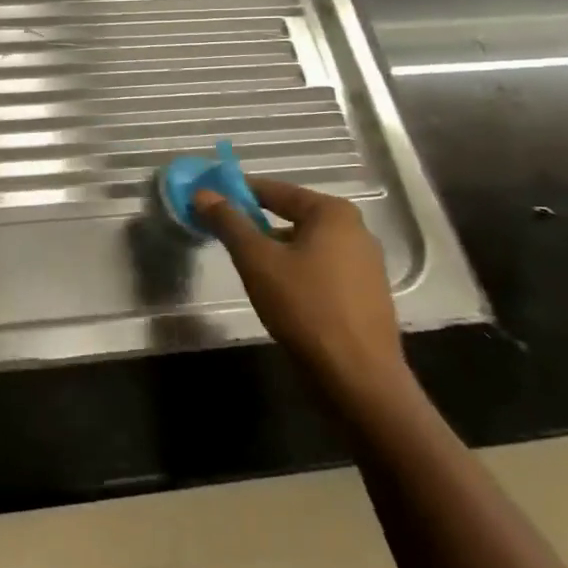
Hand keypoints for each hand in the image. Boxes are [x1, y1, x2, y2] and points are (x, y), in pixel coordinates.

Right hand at [193, 181, 405, 398]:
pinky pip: (319, 267)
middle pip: (291, 215)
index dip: (237, 193)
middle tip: (220, 231)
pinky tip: (275, 288)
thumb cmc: (305, 307)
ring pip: (304, 243)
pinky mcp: (364, 293)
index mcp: (333, 213)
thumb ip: (229, 222)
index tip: (207, 199)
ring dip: (273, 248)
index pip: (274, 190)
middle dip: (254, 221)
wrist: (358, 378)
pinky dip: (294, 268)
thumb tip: (202, 193)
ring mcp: (365, 264)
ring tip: (243, 262)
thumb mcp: (257, 260)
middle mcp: (355, 230)